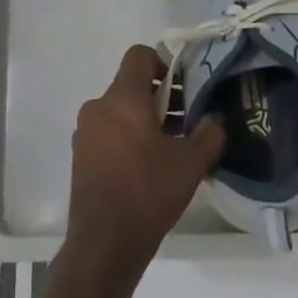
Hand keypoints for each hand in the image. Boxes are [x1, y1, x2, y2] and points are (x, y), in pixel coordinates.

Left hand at [65, 45, 225, 284]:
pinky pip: (109, 131)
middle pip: (132, 85)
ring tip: (175, 144)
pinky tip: (151, 163)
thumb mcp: (192, 162)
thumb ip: (210, 132)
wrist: (105, 242)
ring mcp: (85, 132)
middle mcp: (98, 107)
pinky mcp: (81, 155)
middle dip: (163, 96)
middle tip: (190, 118)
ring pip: (120, 110)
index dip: (164, 61)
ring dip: (147, 118)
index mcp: (122, 98)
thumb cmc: (149, 191)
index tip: (186, 84)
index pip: (139, 55)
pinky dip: (130, 136)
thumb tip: (215, 119)